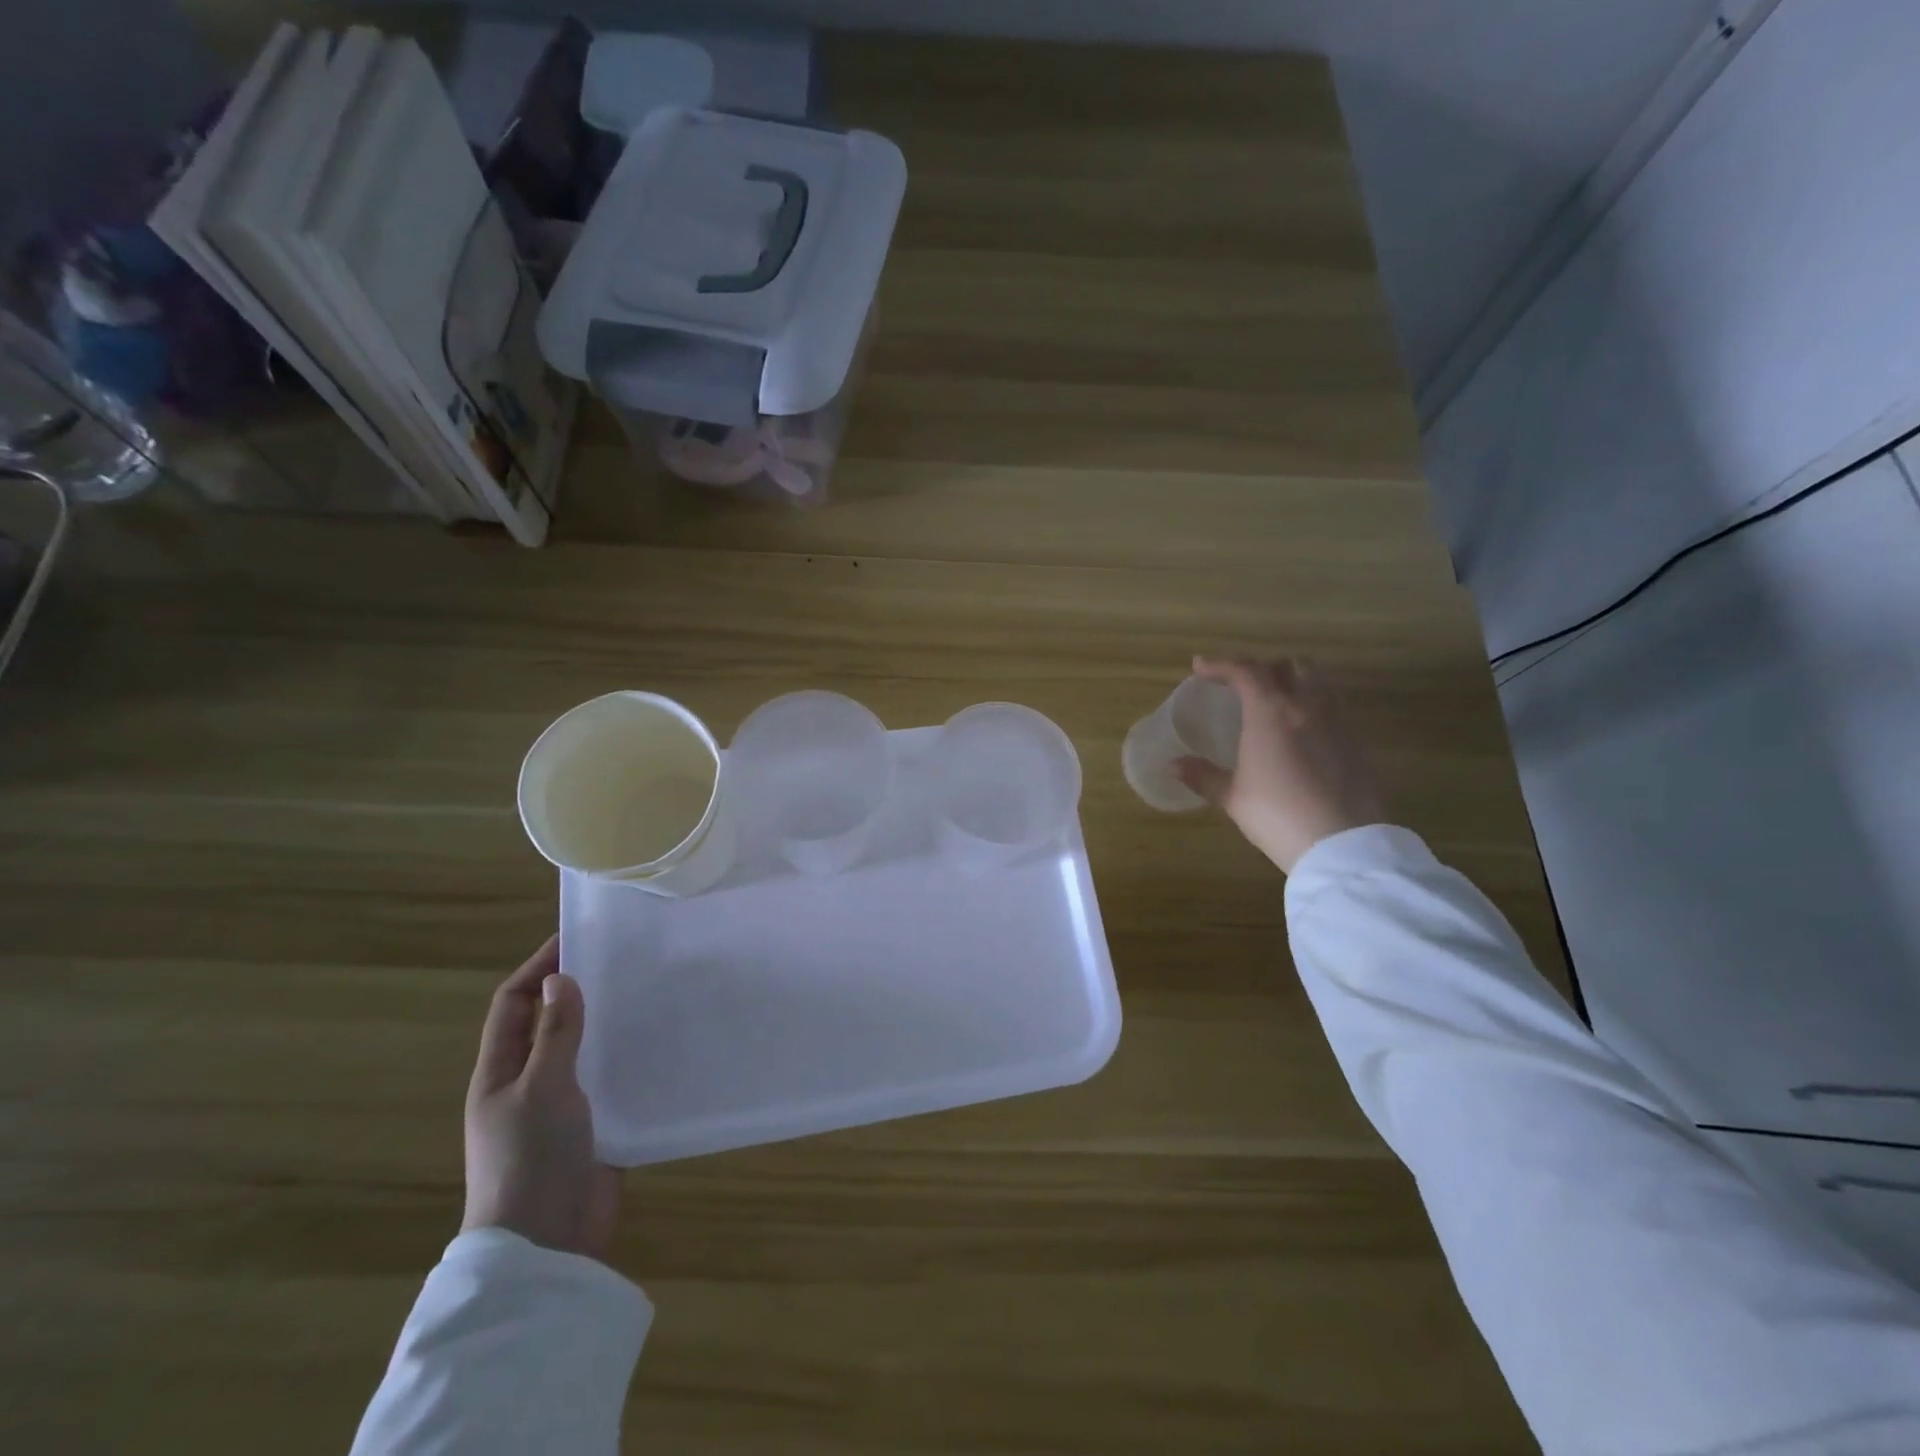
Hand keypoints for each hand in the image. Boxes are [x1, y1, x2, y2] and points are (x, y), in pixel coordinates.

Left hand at [462, 935, 620, 1259]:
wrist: (546, 1243)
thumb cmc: (532, 1157)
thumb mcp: (542, 1087)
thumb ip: (554, 1033)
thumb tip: (561, 978)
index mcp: (500, 1071)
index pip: (514, 1003)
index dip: (538, 967)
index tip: (577, 938)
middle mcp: (525, 1082)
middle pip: (546, 1021)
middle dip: (575, 988)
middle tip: (620, 960)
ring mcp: (557, 1105)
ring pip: (579, 1047)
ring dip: (602, 1020)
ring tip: (644, 992)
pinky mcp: (590, 1124)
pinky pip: (605, 1077)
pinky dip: (622, 1055)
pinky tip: (655, 1043)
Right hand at [1174, 656, 1385, 872]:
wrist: (1342, 844)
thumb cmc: (1277, 815)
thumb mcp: (1233, 797)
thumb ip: (1203, 776)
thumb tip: (1173, 766)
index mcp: (1271, 712)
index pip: (1245, 671)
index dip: (1220, 664)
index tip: (1200, 667)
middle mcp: (1307, 706)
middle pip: (1289, 666)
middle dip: (1264, 668)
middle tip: (1243, 684)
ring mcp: (1338, 722)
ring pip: (1319, 681)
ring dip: (1295, 681)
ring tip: (1276, 701)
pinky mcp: (1358, 742)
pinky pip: (1334, 707)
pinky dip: (1314, 705)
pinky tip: (1302, 731)